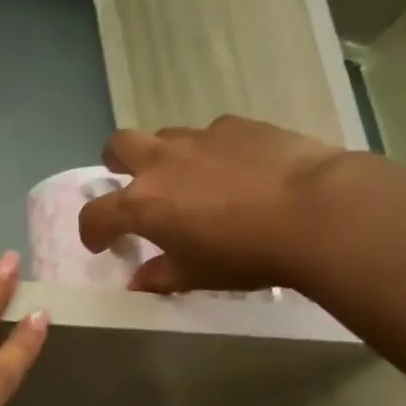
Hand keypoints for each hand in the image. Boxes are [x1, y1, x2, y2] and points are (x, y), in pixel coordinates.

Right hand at [77, 115, 345, 293]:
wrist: (313, 211)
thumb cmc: (244, 254)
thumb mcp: (197, 276)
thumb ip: (161, 276)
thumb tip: (140, 280)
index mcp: (143, 204)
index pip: (96, 213)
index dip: (92, 231)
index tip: (101, 244)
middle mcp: (163, 162)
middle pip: (118, 145)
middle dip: (116, 163)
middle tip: (133, 186)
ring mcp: (201, 138)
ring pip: (167, 136)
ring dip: (167, 157)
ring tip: (191, 181)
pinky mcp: (239, 125)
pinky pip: (212, 135)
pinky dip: (212, 152)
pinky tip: (238, 172)